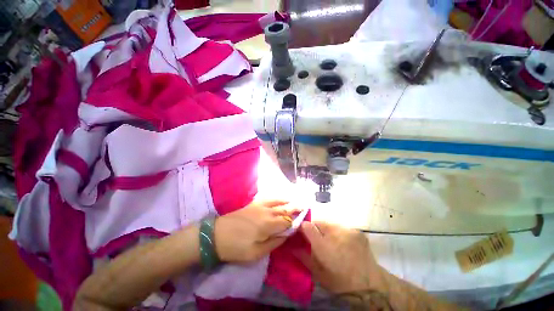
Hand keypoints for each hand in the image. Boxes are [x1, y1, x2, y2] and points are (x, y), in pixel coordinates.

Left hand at [214, 200, 297, 262]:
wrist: (217, 235)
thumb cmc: (236, 247)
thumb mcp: (256, 253)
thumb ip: (273, 243)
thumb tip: (286, 235)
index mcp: (268, 224)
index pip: (287, 221)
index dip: (296, 220)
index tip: (304, 219)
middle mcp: (266, 212)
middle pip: (284, 208)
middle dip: (295, 207)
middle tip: (305, 205)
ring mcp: (259, 205)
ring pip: (277, 201)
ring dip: (287, 201)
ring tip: (295, 200)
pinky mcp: (253, 203)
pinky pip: (269, 198)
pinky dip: (277, 198)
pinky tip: (280, 198)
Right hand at [297, 222, 384, 293]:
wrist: (370, 286)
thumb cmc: (340, 282)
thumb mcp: (318, 273)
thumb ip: (303, 256)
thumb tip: (292, 246)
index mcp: (323, 246)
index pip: (306, 225)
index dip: (302, 227)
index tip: (300, 232)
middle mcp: (334, 233)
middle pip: (318, 222)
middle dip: (314, 228)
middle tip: (315, 238)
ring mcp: (347, 230)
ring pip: (330, 223)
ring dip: (326, 229)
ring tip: (329, 241)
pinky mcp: (356, 230)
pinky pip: (341, 227)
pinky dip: (337, 232)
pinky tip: (341, 241)